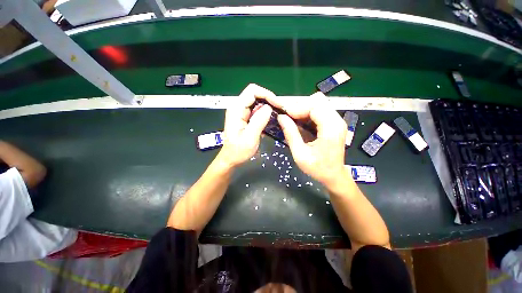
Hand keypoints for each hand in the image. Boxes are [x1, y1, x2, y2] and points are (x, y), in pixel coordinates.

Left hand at [218, 84, 273, 167]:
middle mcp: (238, 107)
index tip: (278, 105)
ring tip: (278, 115)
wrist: (230, 158)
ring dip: (268, 106)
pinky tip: (271, 119)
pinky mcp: (244, 117)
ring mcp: (241, 112)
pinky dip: (265, 112)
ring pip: (257, 101)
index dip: (267, 94)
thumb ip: (259, 121)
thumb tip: (269, 107)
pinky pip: (256, 110)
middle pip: (255, 94)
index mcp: (236, 109)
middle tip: (280, 110)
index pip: (252, 91)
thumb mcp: (250, 138)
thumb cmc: (238, 151)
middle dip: (269, 100)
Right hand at [273, 93, 348, 186]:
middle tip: (286, 115)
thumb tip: (281, 117)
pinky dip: (307, 112)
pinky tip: (300, 121)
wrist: (334, 176)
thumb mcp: (300, 154)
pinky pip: (320, 109)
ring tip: (292, 118)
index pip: (314, 107)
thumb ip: (290, 134)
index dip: (297, 108)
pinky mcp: (334, 122)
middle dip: (300, 106)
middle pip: (317, 101)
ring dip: (303, 108)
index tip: (283, 113)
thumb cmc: (317, 168)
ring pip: (319, 103)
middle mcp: (337, 121)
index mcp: (331, 129)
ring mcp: (337, 120)